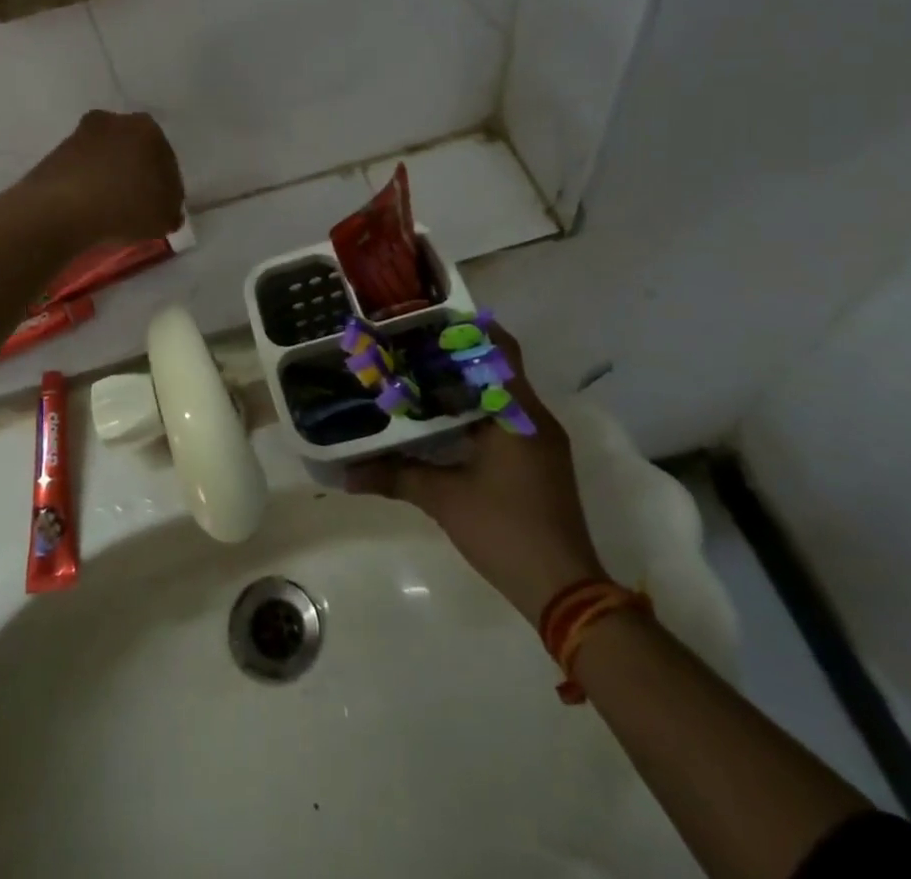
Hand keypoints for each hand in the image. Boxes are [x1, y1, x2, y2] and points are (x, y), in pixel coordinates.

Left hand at [21, 111, 184, 249]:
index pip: (166, 159)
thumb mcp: (165, 217)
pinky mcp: (56, 151)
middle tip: (137, 206)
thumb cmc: (126, 207)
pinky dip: (87, 185)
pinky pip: (82, 170)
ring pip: (106, 158)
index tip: (161, 206)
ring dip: (110, 177)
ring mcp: (82, 134)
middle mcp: (116, 121)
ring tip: (110, 210)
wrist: (62, 208)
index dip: (166, 186)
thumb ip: (171, 208)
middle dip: (136, 174)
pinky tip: (88, 208)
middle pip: (133, 151)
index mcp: (149, 129)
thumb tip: (165, 209)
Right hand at [347, 325, 606, 624]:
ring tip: (418, 379)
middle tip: (411, 348)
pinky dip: (476, 413)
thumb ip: (395, 476)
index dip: (469, 329)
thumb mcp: (444, 500)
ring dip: (466, 387)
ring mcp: (541, 442)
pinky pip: (506, 421)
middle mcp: (534, 419)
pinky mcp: (539, 464)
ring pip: (502, 397)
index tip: (430, 319)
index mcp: (517, 414)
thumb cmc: (505, 531)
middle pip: (498, 369)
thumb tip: (345, 473)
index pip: (500, 350)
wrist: (565, 591)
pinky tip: (442, 423)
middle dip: (456, 357)